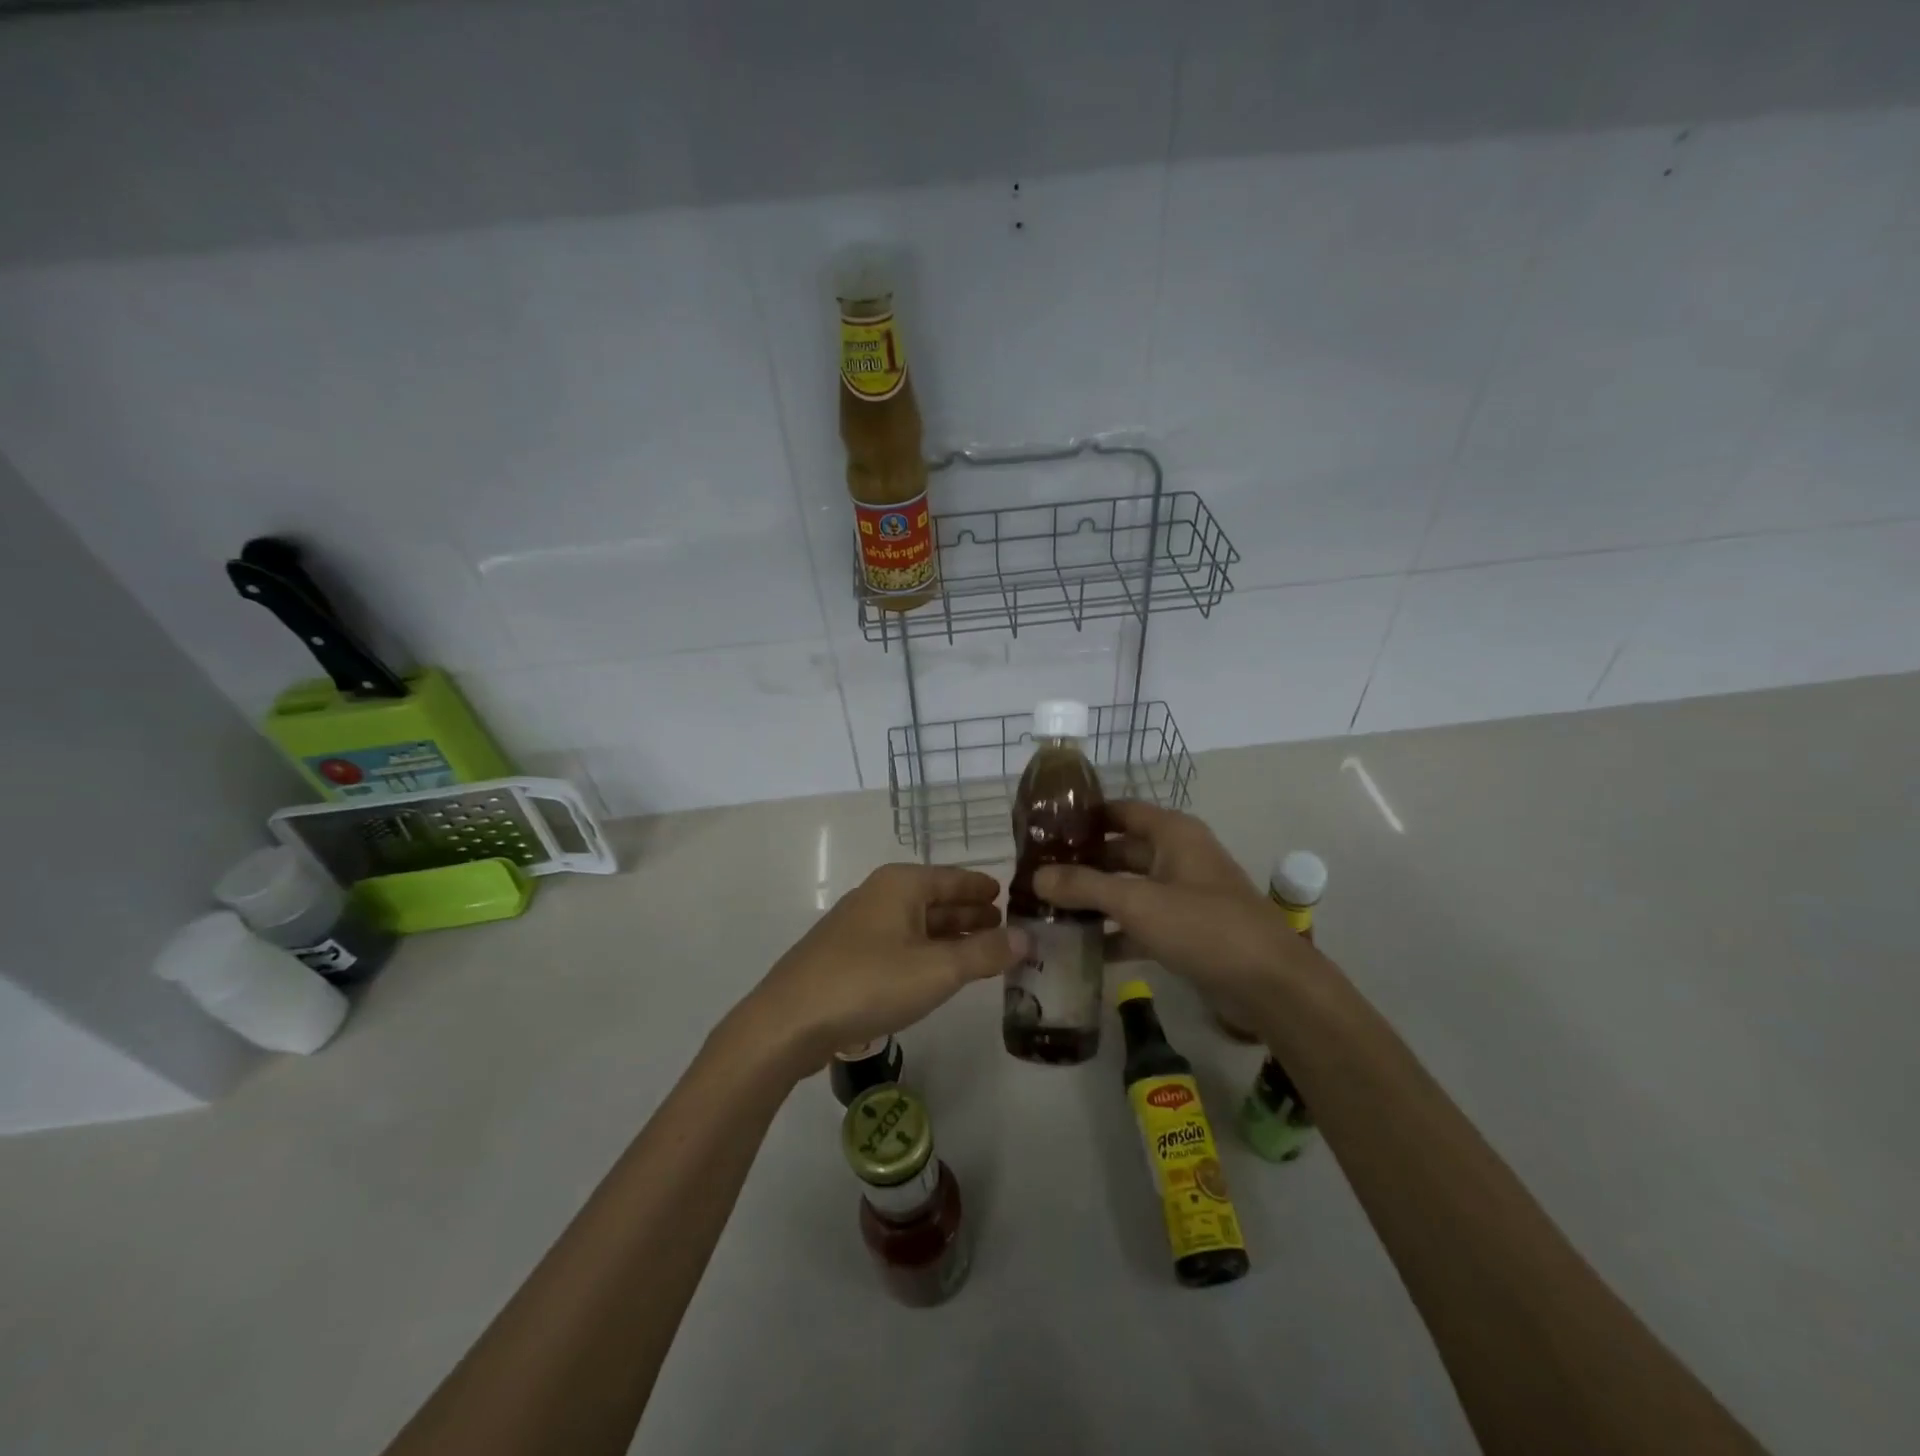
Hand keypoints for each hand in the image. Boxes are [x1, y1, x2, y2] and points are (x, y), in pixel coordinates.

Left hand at [733, 863, 1029, 1078]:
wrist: (789, 1021)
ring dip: (949, 936)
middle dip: (970, 913)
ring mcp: (860, 925)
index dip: (983, 888)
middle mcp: (880, 894)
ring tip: (981, 951)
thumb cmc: (869, 983)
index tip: (1010, 896)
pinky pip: (900, 944)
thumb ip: (985, 953)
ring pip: (917, 924)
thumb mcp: (937, 970)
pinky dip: (926, 953)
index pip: (954, 878)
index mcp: (901, 884)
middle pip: (936, 899)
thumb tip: (1027, 938)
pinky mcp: (848, 956)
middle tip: (1006, 928)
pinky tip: (938, 972)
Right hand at [1033, 802, 1304, 1012]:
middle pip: (1119, 851)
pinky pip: (1141, 922)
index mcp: (1172, 833)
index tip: (1041, 830)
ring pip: (1128, 889)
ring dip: (1094, 900)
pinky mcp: (1186, 930)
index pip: (1118, 811)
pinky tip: (1080, 948)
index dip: (1082, 817)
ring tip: (1047, 911)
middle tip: (1035, 876)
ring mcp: (1183, 894)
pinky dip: (1114, 931)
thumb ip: (1084, 886)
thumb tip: (1036, 877)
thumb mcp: (1138, 903)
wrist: (1271, 985)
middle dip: (1081, 864)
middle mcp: (1177, 856)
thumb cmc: (1204, 926)